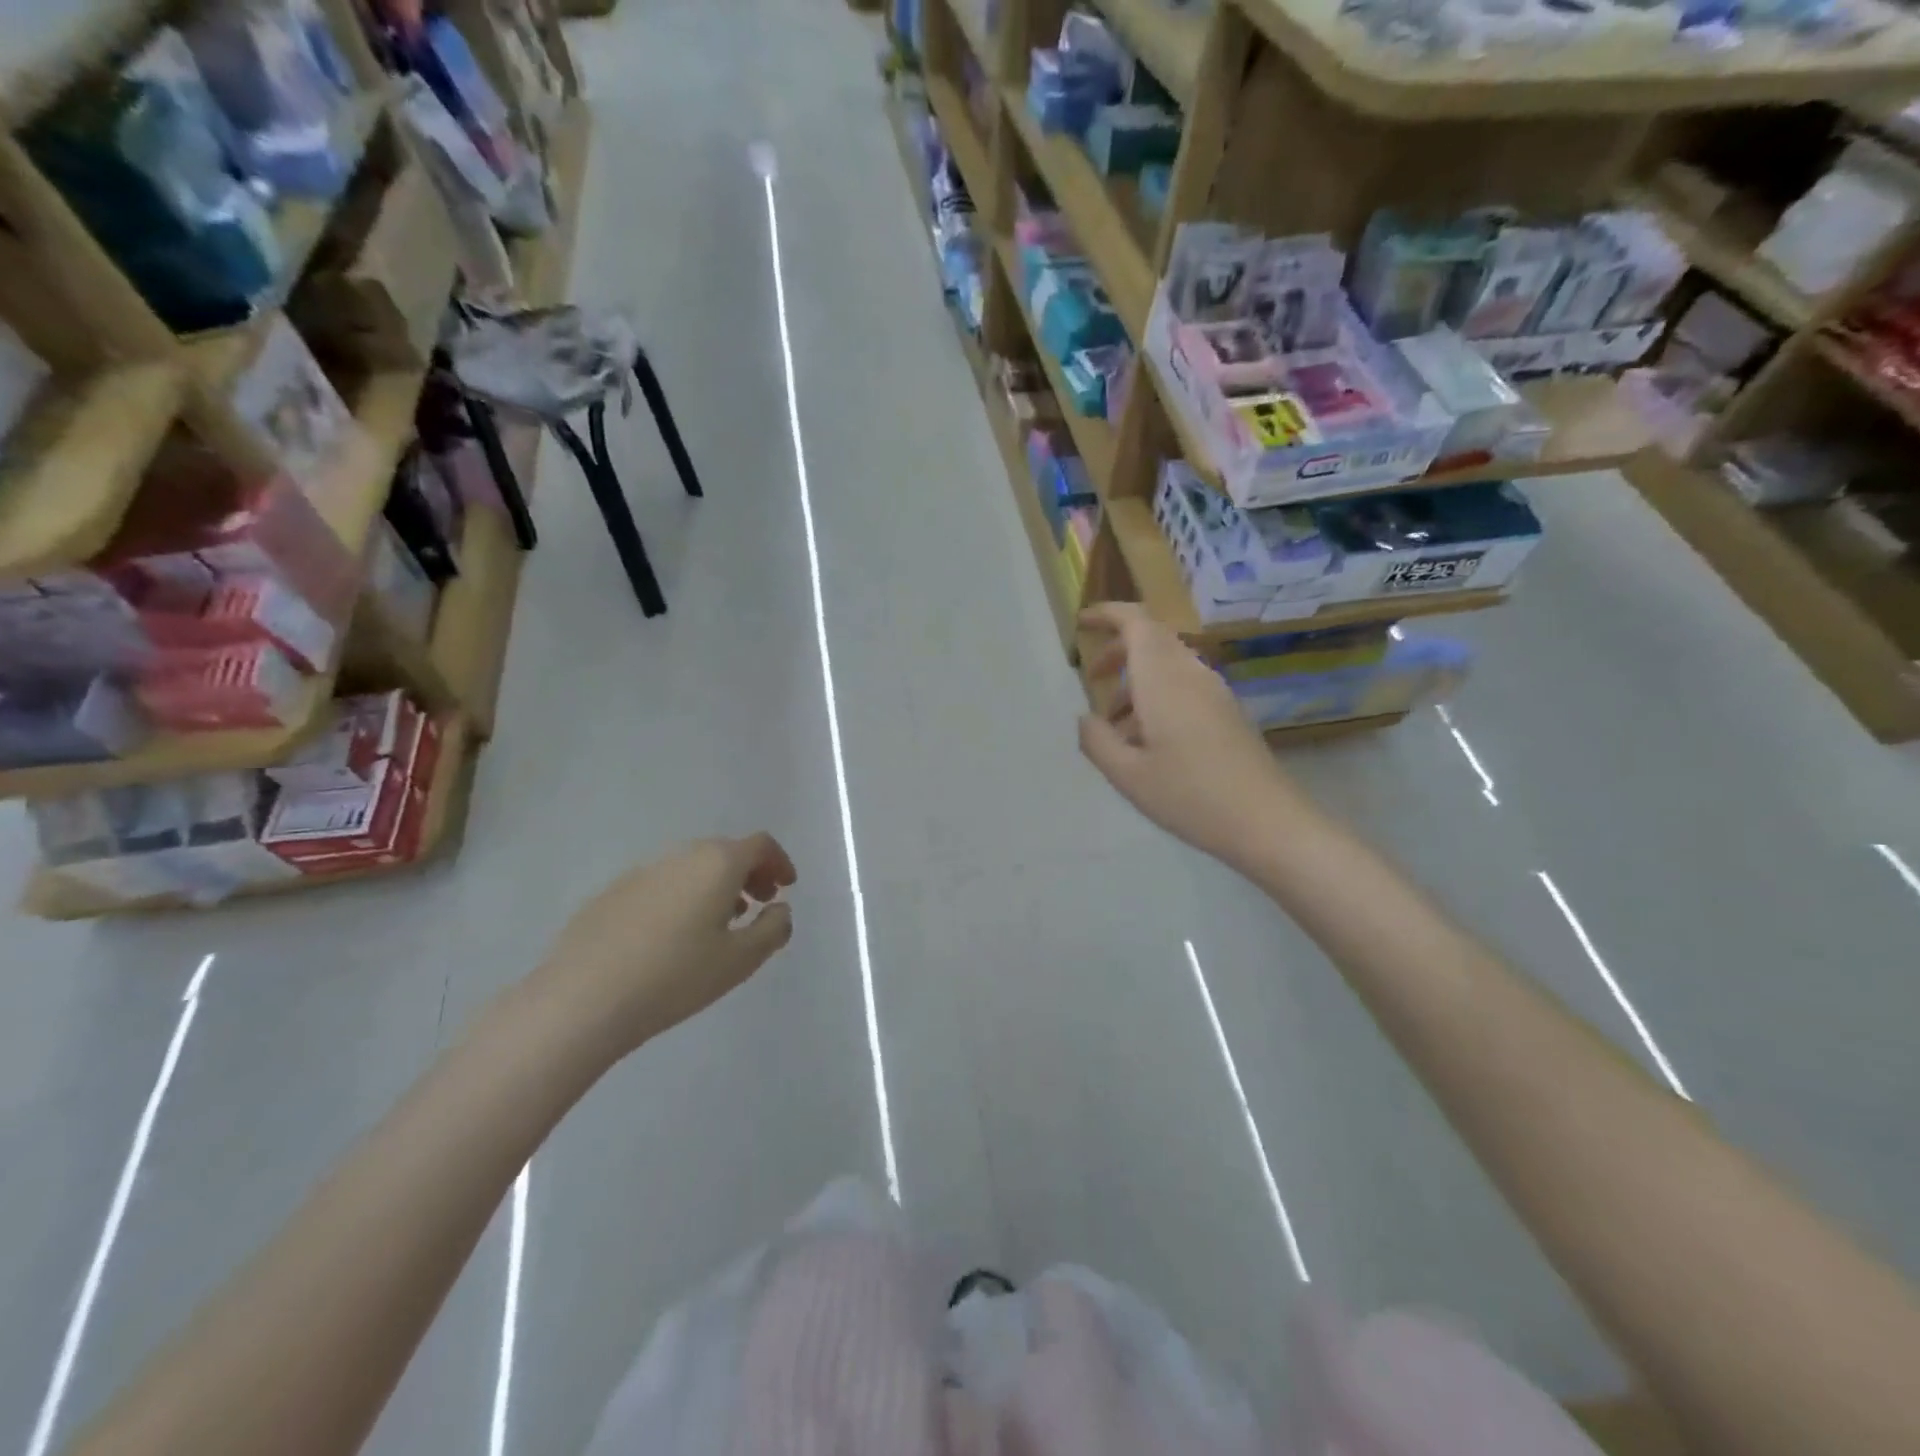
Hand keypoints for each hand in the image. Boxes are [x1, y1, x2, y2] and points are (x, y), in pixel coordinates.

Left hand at [534, 834, 796, 1058]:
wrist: (582, 999)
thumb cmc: (675, 976)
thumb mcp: (741, 960)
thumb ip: (773, 929)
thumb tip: (779, 910)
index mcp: (717, 863)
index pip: (760, 844)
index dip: (779, 862)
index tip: (786, 887)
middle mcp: (680, 857)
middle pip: (725, 852)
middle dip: (748, 874)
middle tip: (757, 905)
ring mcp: (641, 873)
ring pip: (690, 868)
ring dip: (714, 887)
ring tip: (718, 925)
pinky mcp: (610, 894)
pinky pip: (660, 886)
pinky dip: (680, 898)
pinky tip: (670, 939)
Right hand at [1077, 603, 1303, 871]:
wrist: (1266, 822)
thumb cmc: (1190, 796)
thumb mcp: (1127, 776)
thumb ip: (1096, 741)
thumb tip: (1085, 719)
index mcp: (1164, 680)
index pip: (1136, 623)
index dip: (1107, 614)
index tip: (1082, 623)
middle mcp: (1191, 674)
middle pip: (1152, 639)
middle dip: (1117, 650)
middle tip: (1092, 678)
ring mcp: (1214, 692)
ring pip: (1168, 665)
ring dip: (1137, 680)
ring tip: (1114, 725)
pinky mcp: (1227, 712)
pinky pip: (1184, 686)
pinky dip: (1157, 696)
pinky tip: (1147, 741)